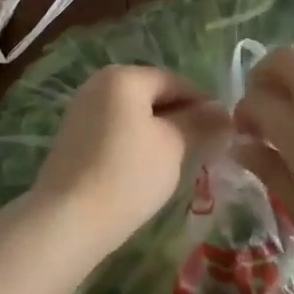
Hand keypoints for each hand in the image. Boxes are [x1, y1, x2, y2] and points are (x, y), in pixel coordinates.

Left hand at [28, 65, 228, 259]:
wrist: (68, 217)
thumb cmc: (128, 174)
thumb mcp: (173, 146)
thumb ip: (200, 124)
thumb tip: (224, 113)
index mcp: (123, 76)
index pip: (175, 81)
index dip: (203, 104)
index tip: (225, 132)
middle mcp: (99, 83)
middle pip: (152, 94)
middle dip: (181, 118)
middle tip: (206, 149)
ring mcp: (82, 108)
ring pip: (134, 113)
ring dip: (159, 132)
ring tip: (180, 162)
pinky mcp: (74, 135)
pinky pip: (116, 128)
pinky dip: (136, 142)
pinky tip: (147, 169)